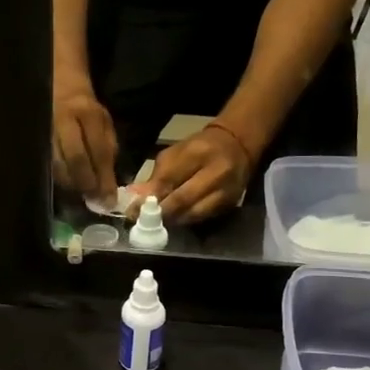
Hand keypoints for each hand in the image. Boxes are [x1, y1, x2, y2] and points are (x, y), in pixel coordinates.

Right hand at [52, 84, 118, 201]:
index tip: (109, 199)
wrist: (58, 86)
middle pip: (75, 159)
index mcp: (88, 114)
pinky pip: (47, 164)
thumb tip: (108, 182)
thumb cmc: (85, 109)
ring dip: (71, 185)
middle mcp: (64, 121)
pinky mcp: (35, 138)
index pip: (98, 150)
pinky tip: (67, 187)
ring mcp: (46, 129)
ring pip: (57, 165)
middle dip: (86, 183)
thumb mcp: (104, 122)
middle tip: (94, 201)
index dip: (104, 178)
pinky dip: (58, 179)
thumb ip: (108, 148)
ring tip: (81, 196)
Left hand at [130, 124, 252, 224]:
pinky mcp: (230, 203)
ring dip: (172, 220)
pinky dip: (186, 220)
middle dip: (160, 212)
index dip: (149, 197)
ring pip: (193, 213)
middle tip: (143, 221)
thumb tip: (136, 198)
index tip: (132, 210)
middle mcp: (215, 172)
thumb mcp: (175, 153)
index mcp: (197, 153)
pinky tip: (175, 220)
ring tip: (156, 222)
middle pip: (182, 199)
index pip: (169, 179)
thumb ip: (157, 176)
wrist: (236, 146)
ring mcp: (226, 190)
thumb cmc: (199, 148)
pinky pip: (203, 217)